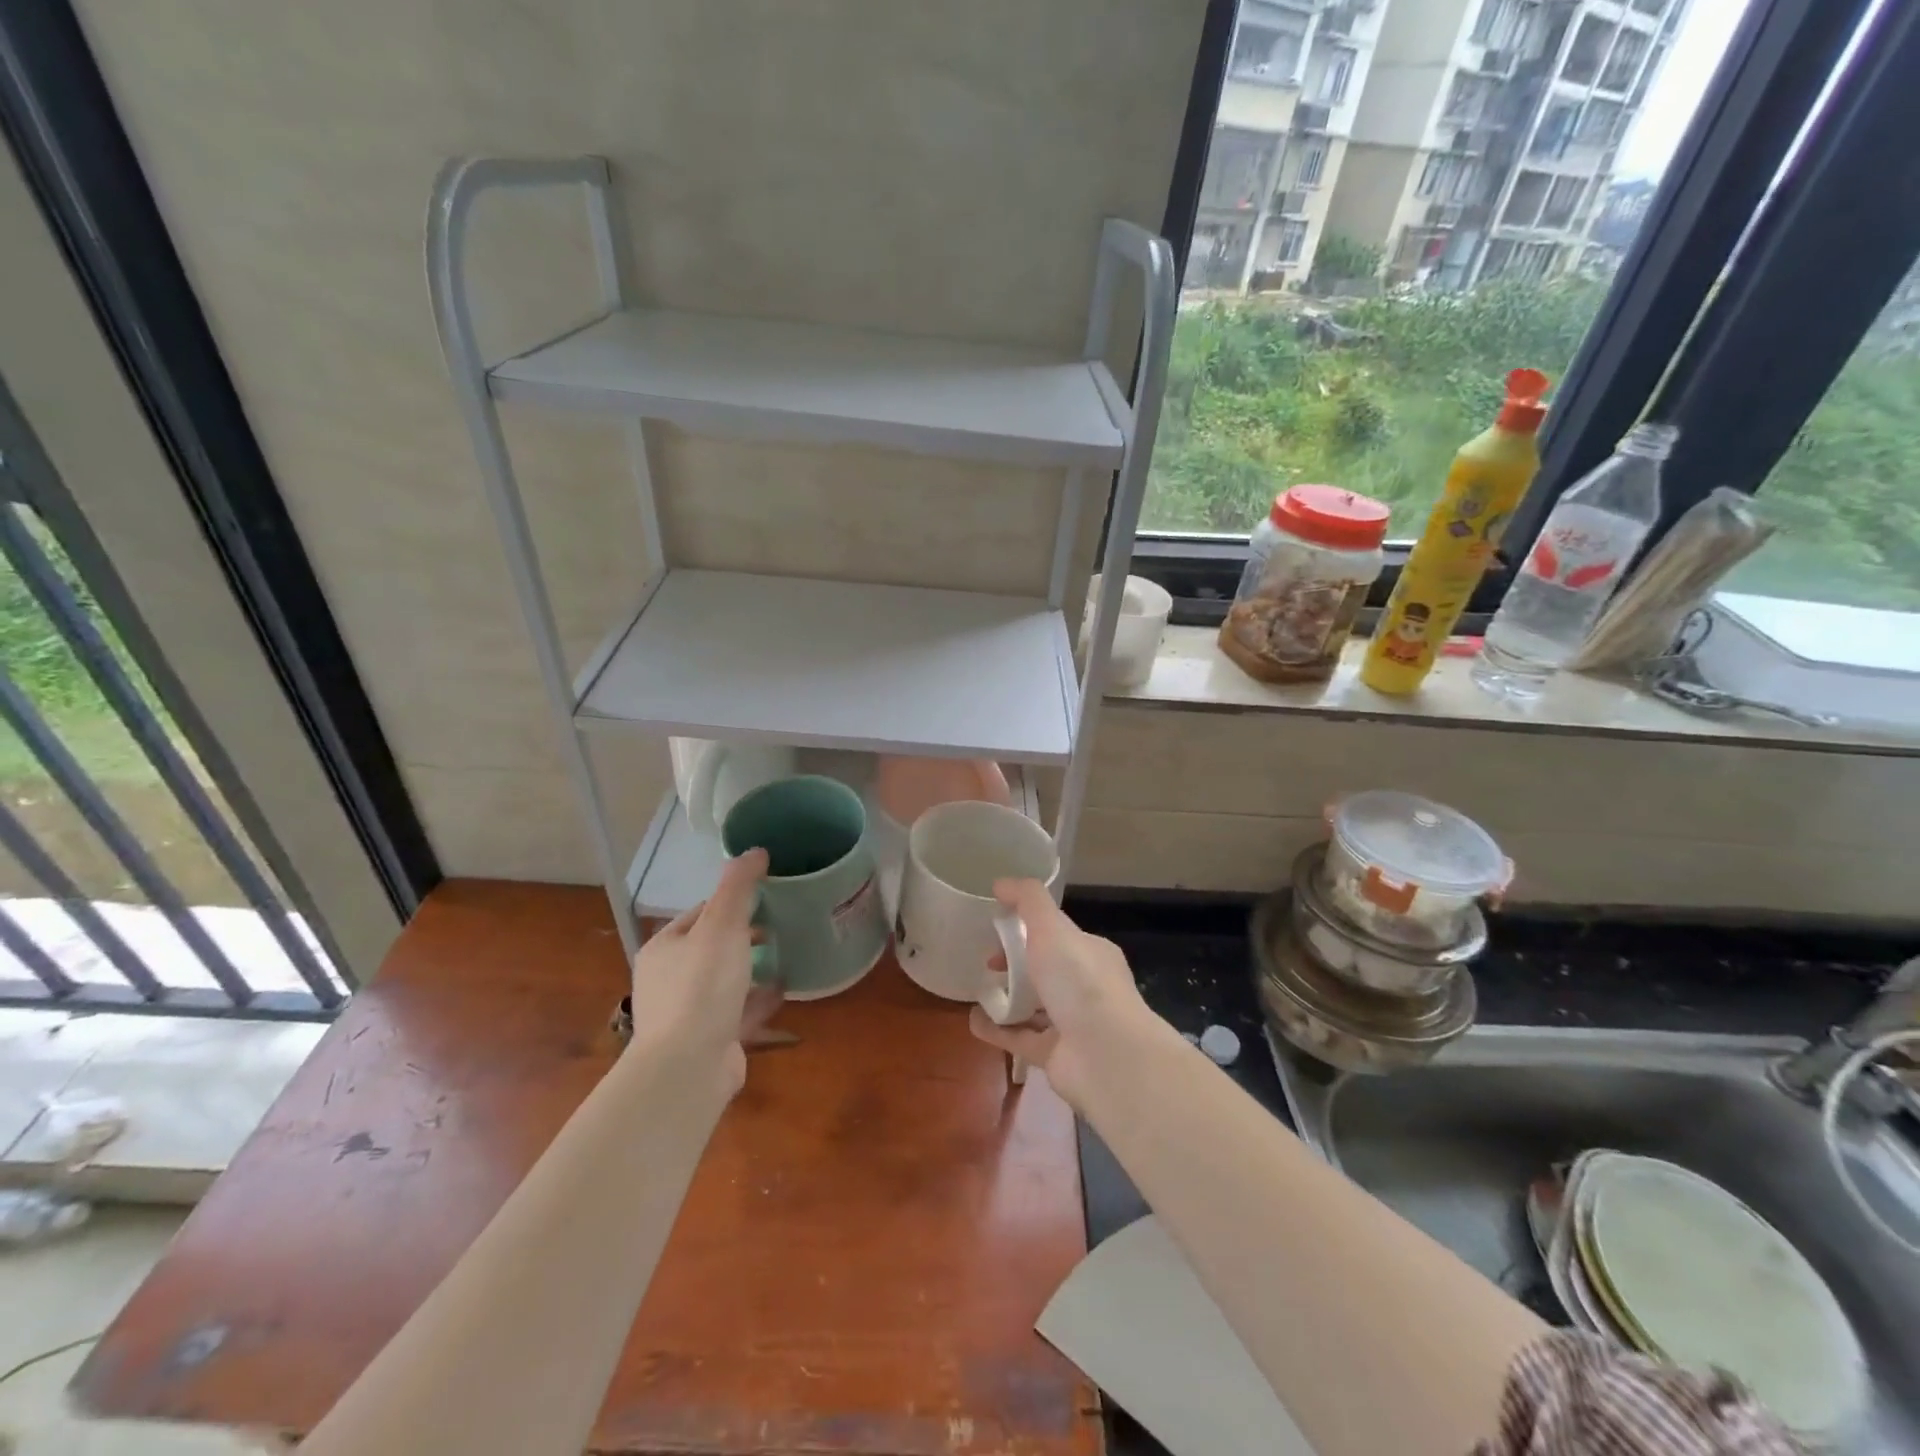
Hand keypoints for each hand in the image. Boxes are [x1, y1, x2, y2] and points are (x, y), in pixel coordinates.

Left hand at [627, 848, 783, 1095]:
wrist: (689, 1068)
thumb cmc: (702, 987)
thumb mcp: (722, 926)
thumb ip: (738, 887)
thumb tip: (755, 850)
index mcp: (664, 948)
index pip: (700, 913)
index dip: (732, 902)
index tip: (766, 896)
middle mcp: (669, 979)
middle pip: (712, 947)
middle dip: (744, 935)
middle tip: (781, 924)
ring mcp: (688, 1014)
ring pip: (725, 981)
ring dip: (752, 968)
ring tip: (786, 953)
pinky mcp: (709, 1041)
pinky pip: (738, 1011)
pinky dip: (758, 999)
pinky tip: (784, 990)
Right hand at [967, 878, 1148, 1109]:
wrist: (1105, 1056)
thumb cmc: (1081, 983)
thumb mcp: (1052, 928)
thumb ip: (1027, 900)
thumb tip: (1001, 883)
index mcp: (1091, 954)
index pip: (1058, 935)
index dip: (1028, 928)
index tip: (998, 929)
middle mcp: (1085, 988)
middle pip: (1045, 970)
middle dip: (1016, 964)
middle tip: (988, 962)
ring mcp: (1072, 1024)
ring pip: (1033, 1006)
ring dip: (1006, 998)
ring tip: (976, 990)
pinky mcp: (1055, 1056)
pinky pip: (1020, 1039)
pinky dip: (997, 1029)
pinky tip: (973, 1020)